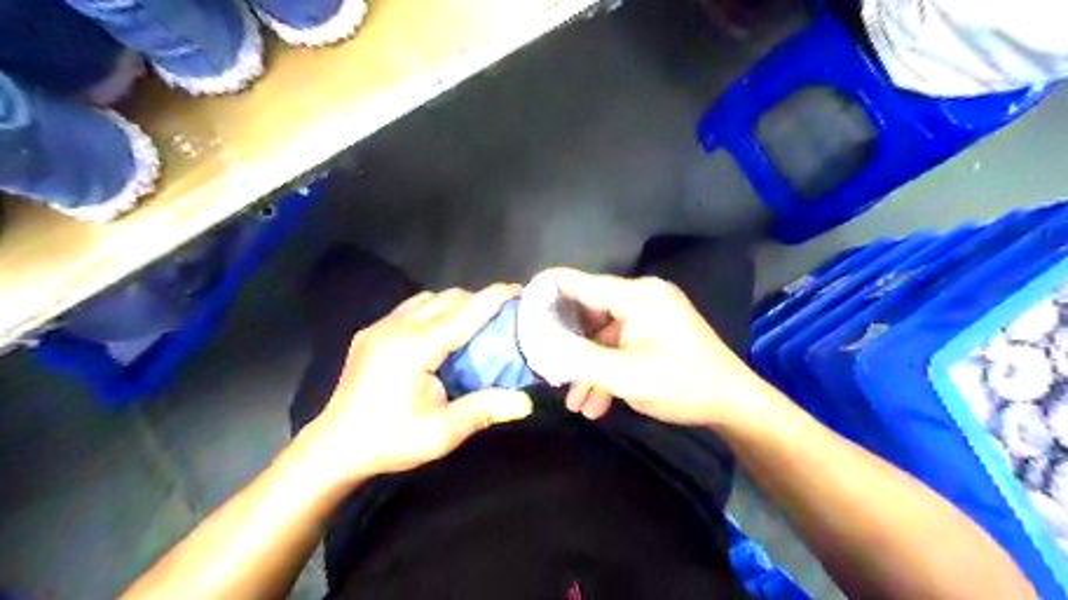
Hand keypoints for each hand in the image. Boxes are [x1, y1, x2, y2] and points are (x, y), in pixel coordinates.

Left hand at [300, 283, 532, 485]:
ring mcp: (380, 326)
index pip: (463, 313)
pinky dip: (434, 310)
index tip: (519, 291)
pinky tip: (441, 332)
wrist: (334, 448)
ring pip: (428, 299)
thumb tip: (525, 402)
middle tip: (503, 315)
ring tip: (475, 322)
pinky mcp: (371, 332)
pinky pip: (411, 308)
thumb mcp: (441, 433)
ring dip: (455, 304)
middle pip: (447, 298)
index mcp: (414, 347)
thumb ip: (483, 410)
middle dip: (478, 300)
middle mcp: (396, 327)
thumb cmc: (389, 441)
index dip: (493, 299)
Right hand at [538, 270, 772, 429]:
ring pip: (602, 335)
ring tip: (575, 403)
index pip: (580, 283)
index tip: (518, 308)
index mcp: (637, 296)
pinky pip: (619, 345)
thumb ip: (579, 358)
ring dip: (587, 367)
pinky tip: (597, 403)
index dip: (547, 292)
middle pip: (588, 311)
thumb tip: (539, 343)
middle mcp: (642, 297)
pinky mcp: (653, 332)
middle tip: (546, 367)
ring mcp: (649, 315)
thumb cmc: (683, 385)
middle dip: (568, 344)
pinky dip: (606, 369)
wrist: (733, 404)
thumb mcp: (626, 375)